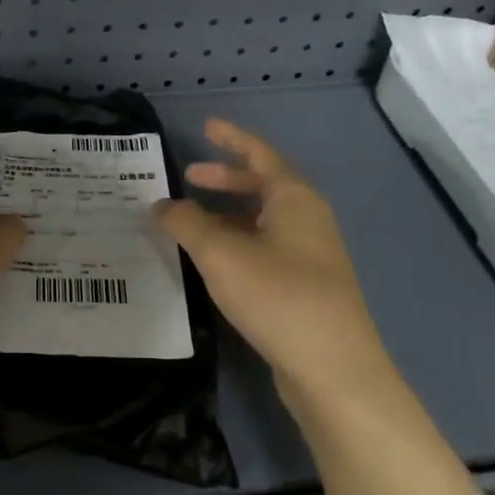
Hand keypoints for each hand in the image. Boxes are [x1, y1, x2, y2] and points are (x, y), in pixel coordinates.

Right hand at [154, 119, 385, 400]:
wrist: (333, 368)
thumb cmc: (277, 295)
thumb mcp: (220, 254)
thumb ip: (186, 223)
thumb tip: (161, 205)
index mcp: (294, 198)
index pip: (260, 154)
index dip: (232, 139)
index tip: (207, 127)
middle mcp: (308, 219)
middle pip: (264, 186)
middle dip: (226, 178)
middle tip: (191, 177)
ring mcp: (313, 254)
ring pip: (265, 219)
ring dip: (229, 214)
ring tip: (193, 222)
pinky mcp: (309, 285)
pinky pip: (268, 247)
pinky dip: (239, 242)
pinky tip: (217, 262)